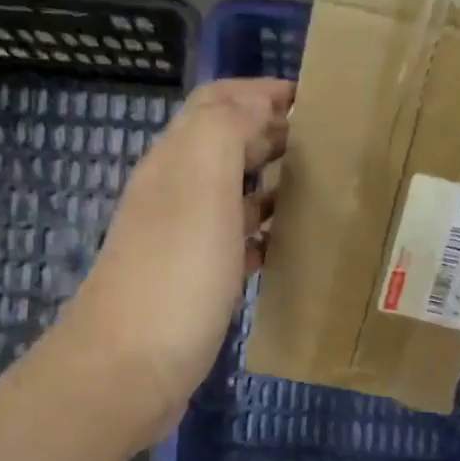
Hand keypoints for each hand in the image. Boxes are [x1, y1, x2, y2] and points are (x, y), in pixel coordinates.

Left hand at [63, 78, 291, 441]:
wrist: (129, 368)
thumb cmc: (175, 273)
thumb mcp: (201, 185)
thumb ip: (225, 129)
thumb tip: (256, 102)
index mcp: (176, 161)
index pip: (216, 103)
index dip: (261, 92)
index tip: (316, 100)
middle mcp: (175, 193)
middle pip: (226, 145)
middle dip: (274, 134)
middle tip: (330, 145)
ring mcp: (183, 240)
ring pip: (233, 195)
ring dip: (273, 184)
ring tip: (323, 191)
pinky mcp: (194, 282)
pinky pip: (236, 242)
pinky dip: (264, 233)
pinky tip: (292, 246)